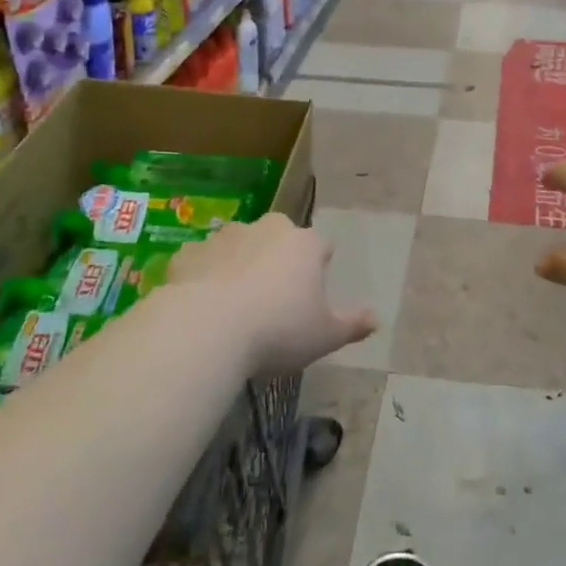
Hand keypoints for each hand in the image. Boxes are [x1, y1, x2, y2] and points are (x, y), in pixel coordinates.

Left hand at [167, 213, 375, 374]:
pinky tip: (201, 305)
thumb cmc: (278, 330)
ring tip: (234, 303)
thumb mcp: (325, 336)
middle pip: (278, 237)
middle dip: (278, 258)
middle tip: (273, 297)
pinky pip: (202, 261)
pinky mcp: (189, 253)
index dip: (319, 266)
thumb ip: (352, 325)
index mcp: (304, 244)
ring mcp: (224, 237)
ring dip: (239, 263)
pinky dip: (204, 276)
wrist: (206, 331)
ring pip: (238, 245)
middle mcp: (266, 229)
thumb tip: (376, 319)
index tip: (313, 292)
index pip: (321, 246)